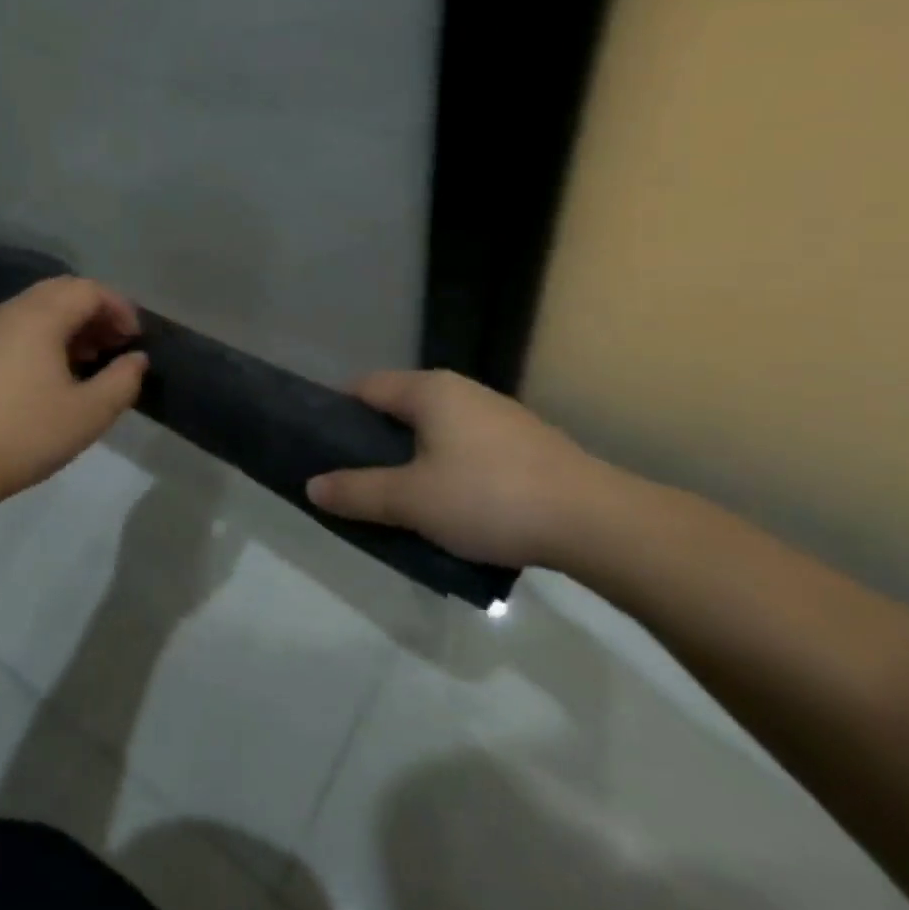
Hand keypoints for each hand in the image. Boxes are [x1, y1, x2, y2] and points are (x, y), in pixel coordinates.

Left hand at [0, 276, 148, 501]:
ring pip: (38, 307)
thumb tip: (136, 359)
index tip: (136, 340)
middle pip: (63, 291)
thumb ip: (122, 381)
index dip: (120, 308)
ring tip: (91, 358)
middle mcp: (12, 311)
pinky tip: (54, 373)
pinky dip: (46, 334)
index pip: (89, 290)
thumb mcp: (89, 413)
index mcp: (40, 316)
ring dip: (71, 323)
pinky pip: (20, 326)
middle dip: (96, 311)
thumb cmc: (26, 433)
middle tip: (117, 344)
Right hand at [305, 370, 628, 569]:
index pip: (364, 386)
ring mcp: (497, 415)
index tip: (320, 445)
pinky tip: (449, 503)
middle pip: (399, 407)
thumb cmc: (489, 498)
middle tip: (353, 477)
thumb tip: (312, 487)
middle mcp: (462, 390)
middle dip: (372, 440)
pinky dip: (445, 466)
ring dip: (410, 457)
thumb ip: (357, 492)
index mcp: (429, 390)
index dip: (336, 412)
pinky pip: (465, 446)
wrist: (596, 522)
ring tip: (397, 496)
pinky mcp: (524, 443)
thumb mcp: (411, 500)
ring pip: (434, 429)